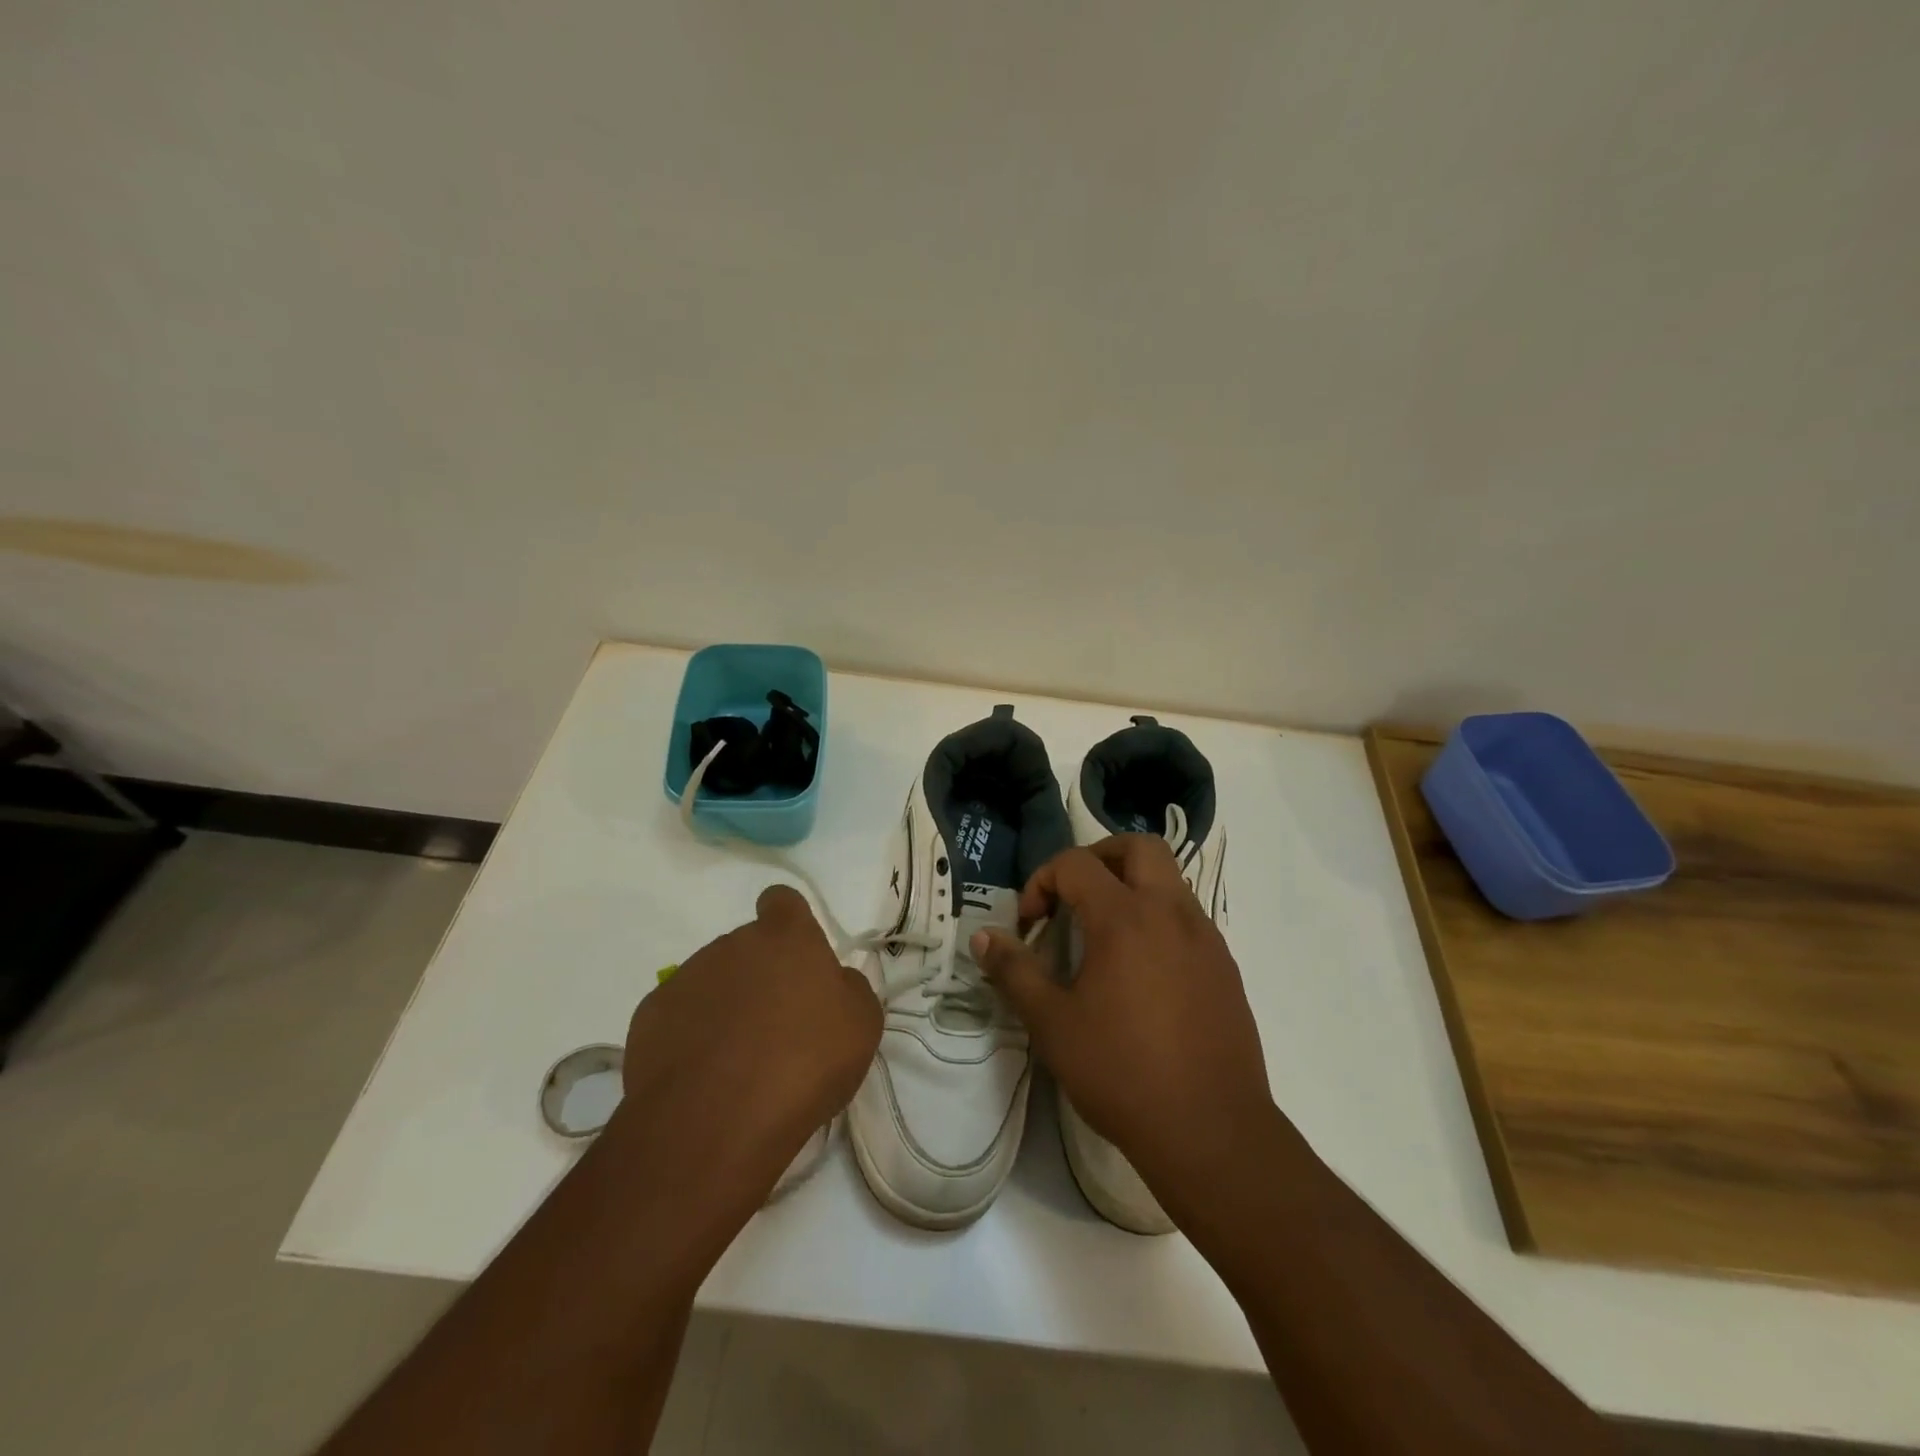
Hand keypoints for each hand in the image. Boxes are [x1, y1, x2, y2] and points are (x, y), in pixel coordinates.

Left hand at [614, 884, 881, 1206]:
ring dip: (726, 1006)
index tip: (798, 959)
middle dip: (761, 976)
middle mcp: (733, 944)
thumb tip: (833, 982)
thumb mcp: (861, 1024)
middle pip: (748, 947)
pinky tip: (704, 1077)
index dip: (790, 923)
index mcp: (786, 937)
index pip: (783, 901)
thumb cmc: (803, 1062)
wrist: (714, 1120)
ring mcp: (686, 977)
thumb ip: (849, 988)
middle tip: (779, 1026)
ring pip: (713, 981)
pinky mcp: (649, 1016)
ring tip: (740, 1062)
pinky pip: (679, 1015)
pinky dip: (691, 1036)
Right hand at [971, 836, 1273, 1201]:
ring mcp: (1206, 938)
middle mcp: (1171, 913)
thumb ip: (1015, 971)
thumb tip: (983, 938)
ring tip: (1104, 935)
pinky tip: (1141, 971)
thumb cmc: (1122, 1073)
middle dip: (1099, 857)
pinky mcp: (1226, 966)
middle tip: (1073, 895)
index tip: (1031, 924)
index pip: (1076, 864)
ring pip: (1169, 879)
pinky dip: (1158, 919)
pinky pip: (1188, 917)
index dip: (1042, 882)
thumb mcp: (1052, 1024)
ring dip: (1132, 886)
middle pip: (1139, 847)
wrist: (1212, 1132)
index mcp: (1125, 918)